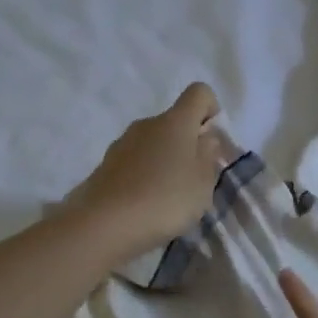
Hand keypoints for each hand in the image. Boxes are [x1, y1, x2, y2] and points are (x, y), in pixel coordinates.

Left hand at [68, 83, 229, 265]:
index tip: (213, 143)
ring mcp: (121, 144)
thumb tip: (205, 137)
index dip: (212, 111)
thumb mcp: (203, 182)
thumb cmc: (165, 199)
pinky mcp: (105, 167)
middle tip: (194, 181)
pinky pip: (134, 165)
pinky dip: (144, 178)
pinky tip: (145, 206)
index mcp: (175, 121)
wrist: (104, 224)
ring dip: (165, 163)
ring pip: (153, 145)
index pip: (200, 93)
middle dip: (188, 145)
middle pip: (174, 123)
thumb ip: (208, 155)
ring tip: (168, 199)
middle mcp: (146, 124)